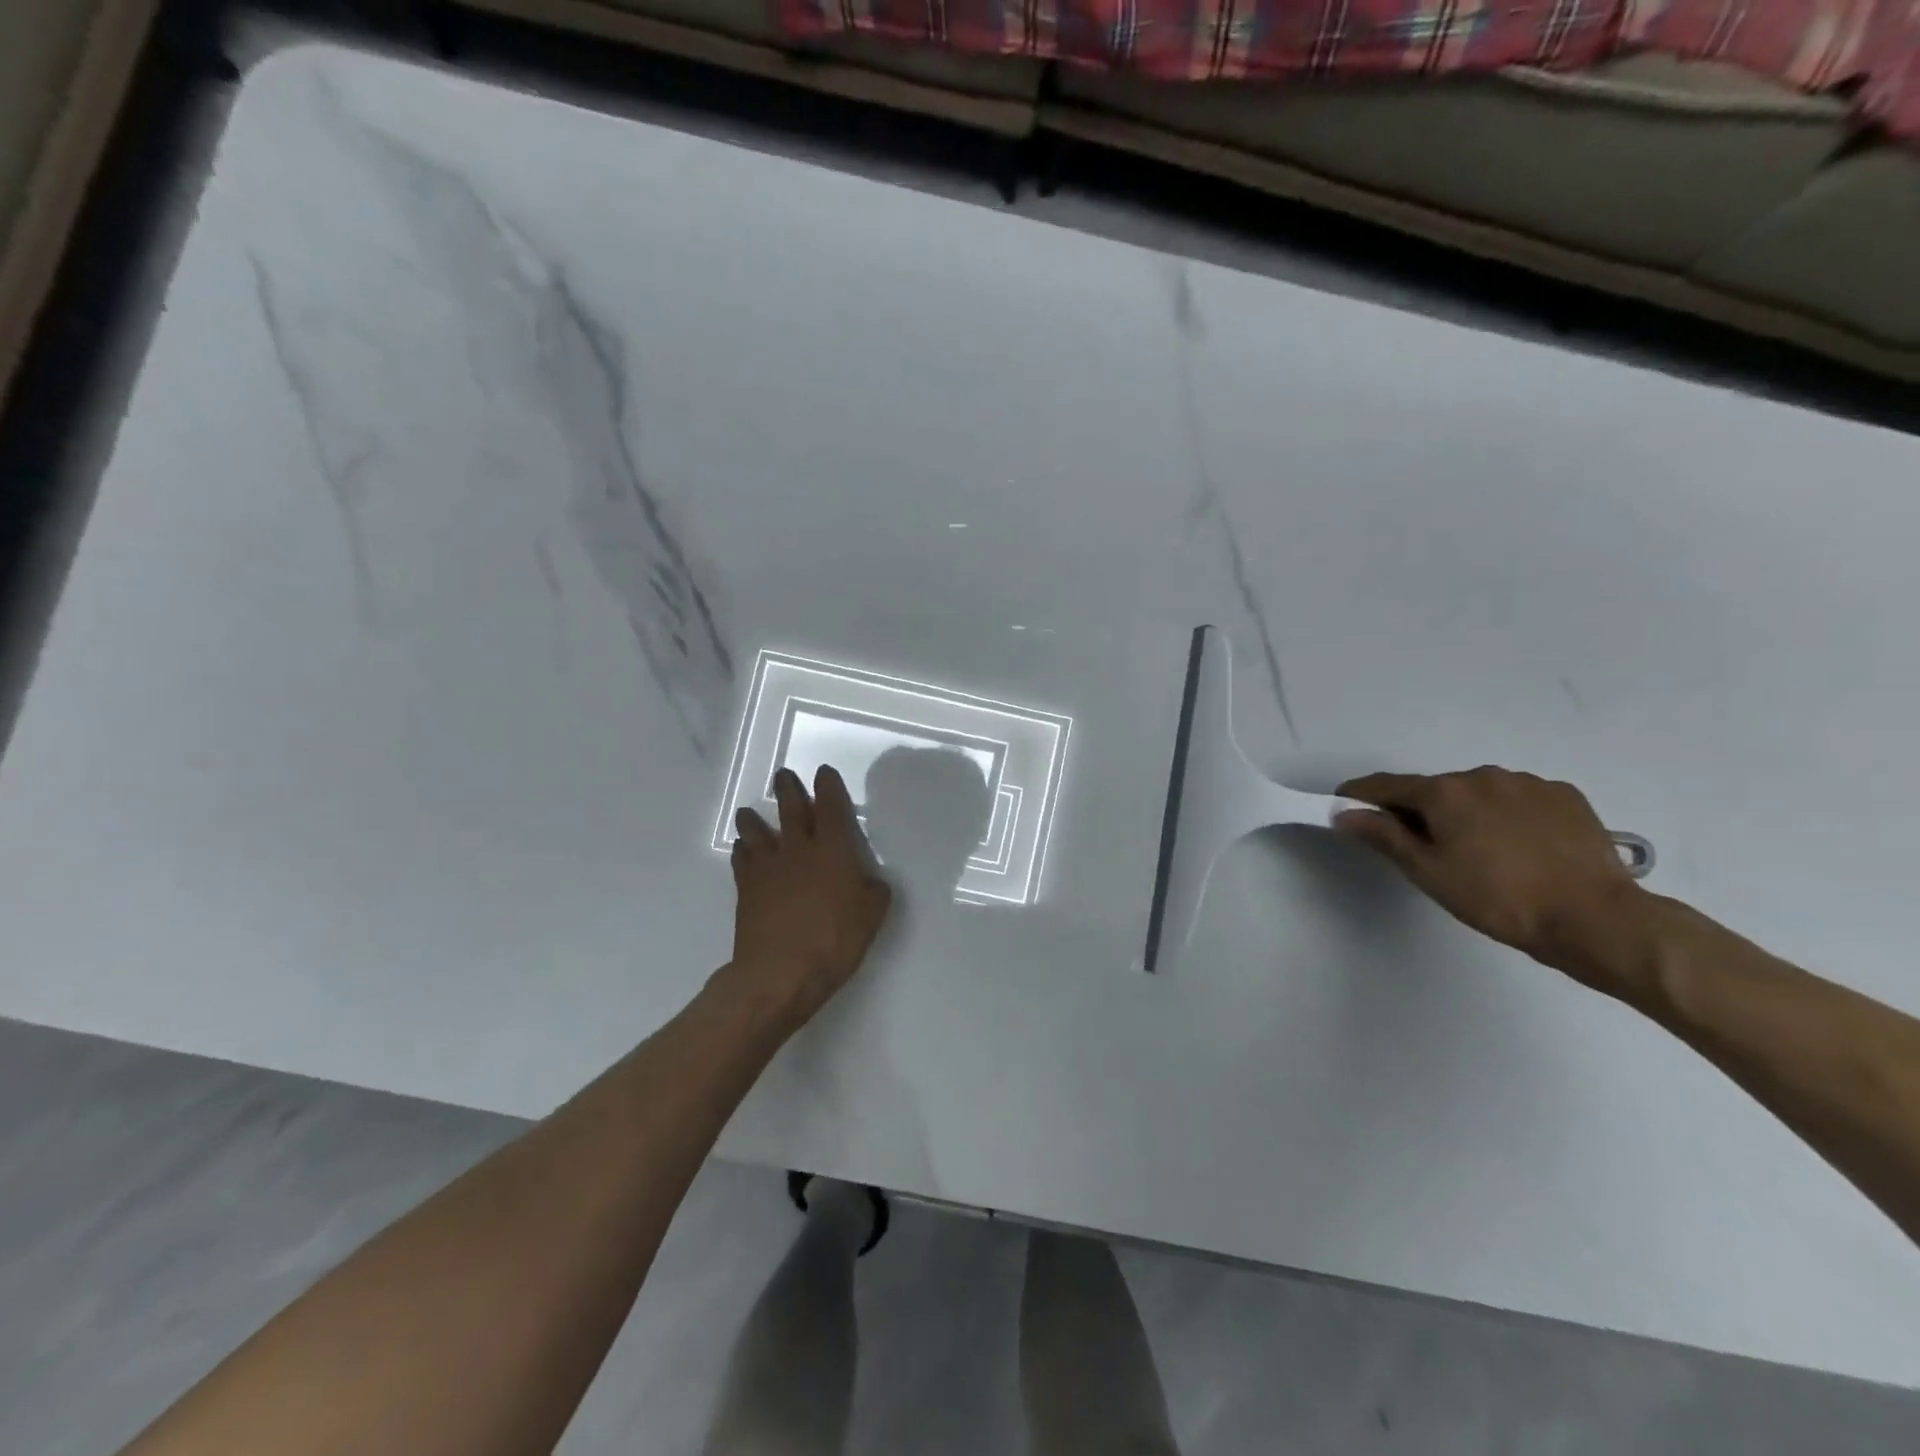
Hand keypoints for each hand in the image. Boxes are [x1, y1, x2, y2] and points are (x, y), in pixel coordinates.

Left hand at [728, 765, 892, 1025]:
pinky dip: (742, 851)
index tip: (824, 772)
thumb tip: (868, 880)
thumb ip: (873, 890)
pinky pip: (742, 860)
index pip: (831, 806)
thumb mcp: (872, 915)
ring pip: (757, 831)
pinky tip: (742, 850)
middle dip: (788, 789)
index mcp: (833, 848)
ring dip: (754, 819)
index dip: (828, 786)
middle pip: (791, 809)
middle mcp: (798, 848)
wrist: (779, 972)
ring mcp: (768, 867)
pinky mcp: (746, 889)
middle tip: (783, 776)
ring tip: (749, 813)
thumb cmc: (834, 939)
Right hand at [1333, 766, 1642, 984]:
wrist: (1596, 919)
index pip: (1385, 785)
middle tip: (1422, 848)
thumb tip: (1345, 813)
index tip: (1345, 808)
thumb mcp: (1428, 872)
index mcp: (1444, 791)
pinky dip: (1506, 816)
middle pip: (1434, 790)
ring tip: (1480, 852)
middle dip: (1420, 811)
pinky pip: (1518, 799)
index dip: (1360, 796)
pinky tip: (1519, 848)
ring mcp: (1528, 783)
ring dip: (1466, 813)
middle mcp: (1482, 775)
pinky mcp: (1565, 796)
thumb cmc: (1498, 899)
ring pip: (1478, 793)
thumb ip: (1383, 836)